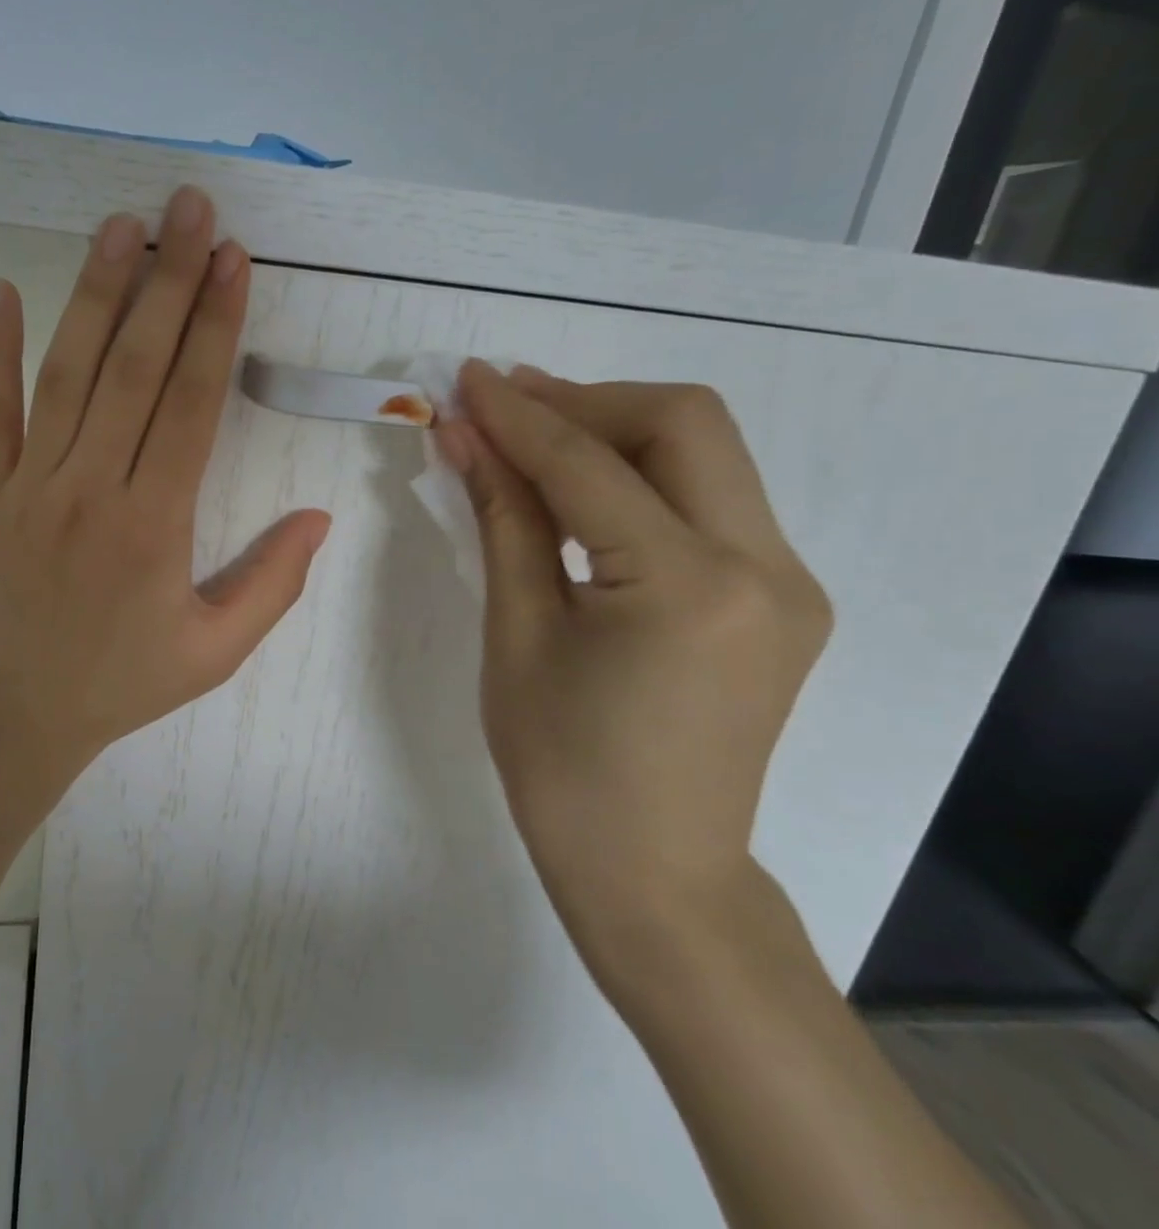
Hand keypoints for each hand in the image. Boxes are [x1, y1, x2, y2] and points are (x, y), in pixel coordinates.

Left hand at [0, 186, 330, 787]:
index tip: (231, 259)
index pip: (189, 403)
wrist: (7, 719)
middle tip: (189, 206)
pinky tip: (2, 290)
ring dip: (93, 293)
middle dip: (167, 280)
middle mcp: (91, 487)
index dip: (214, 326)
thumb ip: (272, 585)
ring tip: (120, 225)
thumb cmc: (118, 686)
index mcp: (154, 523)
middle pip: (133, 367)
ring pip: (66, 373)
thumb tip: (319, 517)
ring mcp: (29, 484)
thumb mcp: (213, 652)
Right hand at [436, 361, 831, 983]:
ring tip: (533, 430)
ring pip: (707, 451)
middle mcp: (764, 567)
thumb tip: (466, 435)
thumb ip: (502, 518)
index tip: (465, 378)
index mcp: (687, 587)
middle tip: (506, 402)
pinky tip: (581, 486)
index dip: (519, 414)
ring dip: (616, 427)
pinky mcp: (780, 596)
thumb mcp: (516, 634)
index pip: (589, 464)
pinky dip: (641, 473)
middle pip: (685, 423)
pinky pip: (710, 499)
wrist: (653, 873)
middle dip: (586, 399)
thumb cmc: (561, 767)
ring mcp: (786, 581)